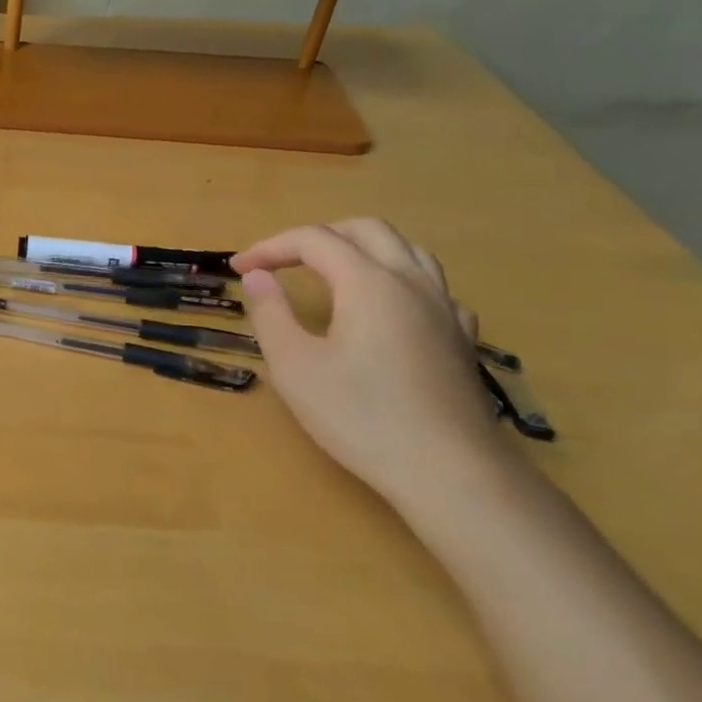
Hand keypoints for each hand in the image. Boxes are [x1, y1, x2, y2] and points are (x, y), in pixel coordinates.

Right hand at [233, 220, 510, 508]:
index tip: (239, 269)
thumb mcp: (294, 365)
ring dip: (361, 248)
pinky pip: (431, 286)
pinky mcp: (461, 338)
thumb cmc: (360, 416)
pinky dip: (398, 280)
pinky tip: (387, 307)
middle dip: (316, 237)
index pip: (313, 240)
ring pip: (406, 250)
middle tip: (280, 262)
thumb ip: (271, 312)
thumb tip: (258, 276)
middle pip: (366, 230)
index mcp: (368, 282)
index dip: (271, 247)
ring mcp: (444, 308)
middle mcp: (411, 282)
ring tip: (331, 272)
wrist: (449, 471)